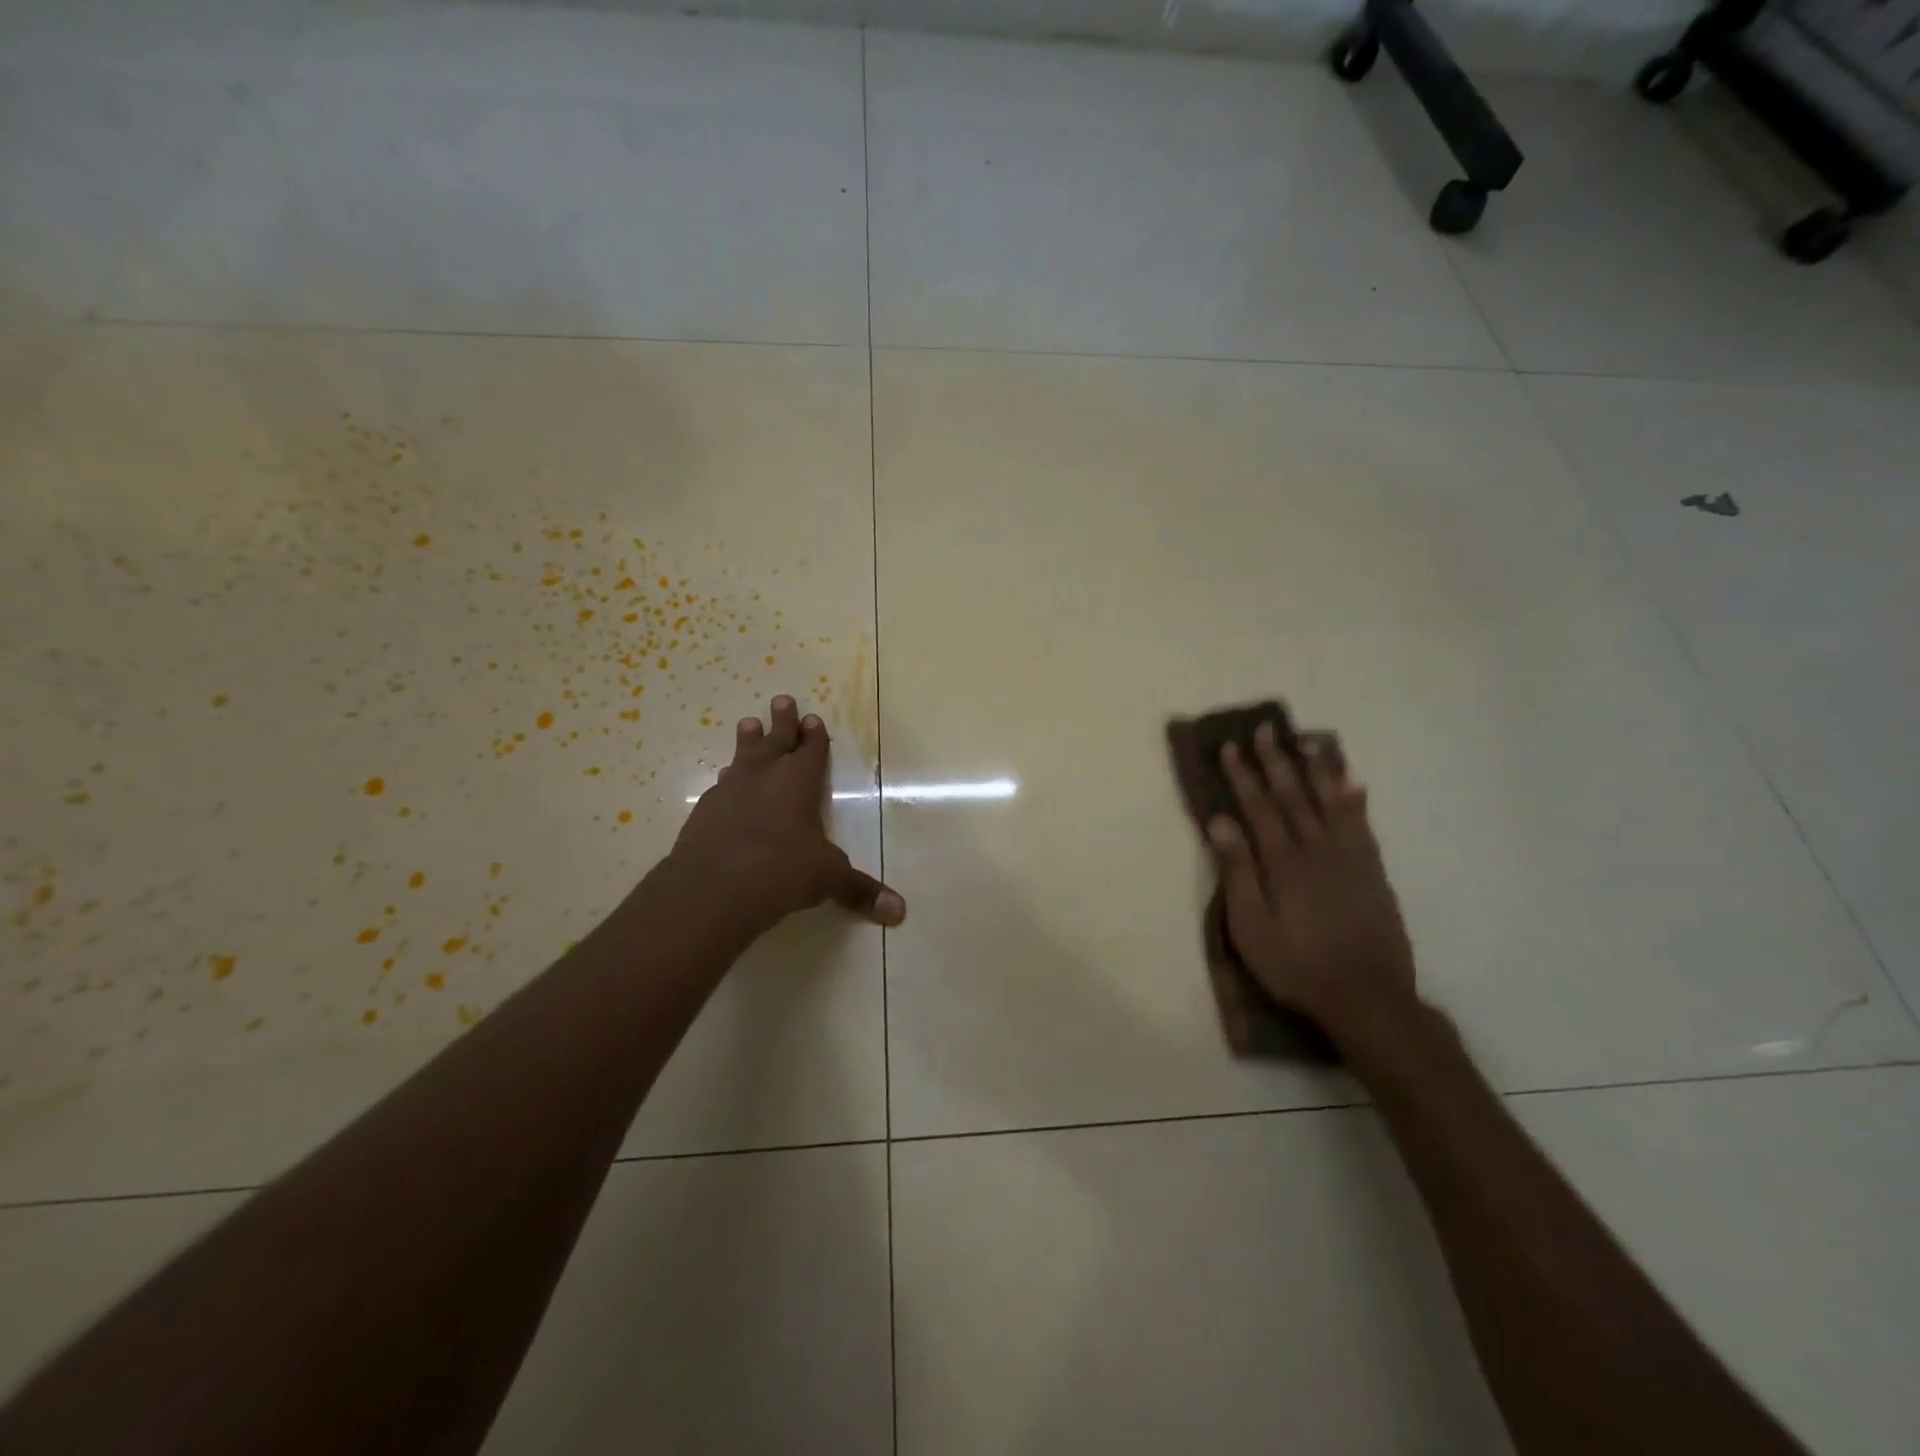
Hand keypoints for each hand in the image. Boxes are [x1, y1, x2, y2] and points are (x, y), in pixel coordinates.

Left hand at [671, 695, 904, 932]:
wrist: (711, 889)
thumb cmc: (780, 872)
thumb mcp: (827, 879)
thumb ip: (860, 891)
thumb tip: (900, 912)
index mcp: (799, 782)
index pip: (810, 750)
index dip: (814, 736)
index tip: (813, 718)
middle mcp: (764, 777)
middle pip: (775, 740)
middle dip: (782, 721)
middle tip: (781, 700)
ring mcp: (729, 791)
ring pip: (742, 757)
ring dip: (748, 741)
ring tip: (748, 724)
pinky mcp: (704, 811)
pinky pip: (721, 785)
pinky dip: (728, 780)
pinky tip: (725, 784)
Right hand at [1206, 724, 1417, 1041]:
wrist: (1368, 997)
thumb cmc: (1296, 965)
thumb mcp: (1251, 926)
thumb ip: (1237, 871)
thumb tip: (1219, 821)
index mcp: (1283, 862)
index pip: (1259, 807)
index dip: (1244, 775)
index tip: (1232, 747)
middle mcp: (1317, 849)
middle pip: (1294, 796)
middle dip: (1277, 760)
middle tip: (1266, 729)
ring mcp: (1350, 858)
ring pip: (1331, 802)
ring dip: (1317, 769)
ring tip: (1308, 741)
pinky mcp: (1373, 872)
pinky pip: (1363, 825)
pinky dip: (1355, 800)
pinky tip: (1353, 783)